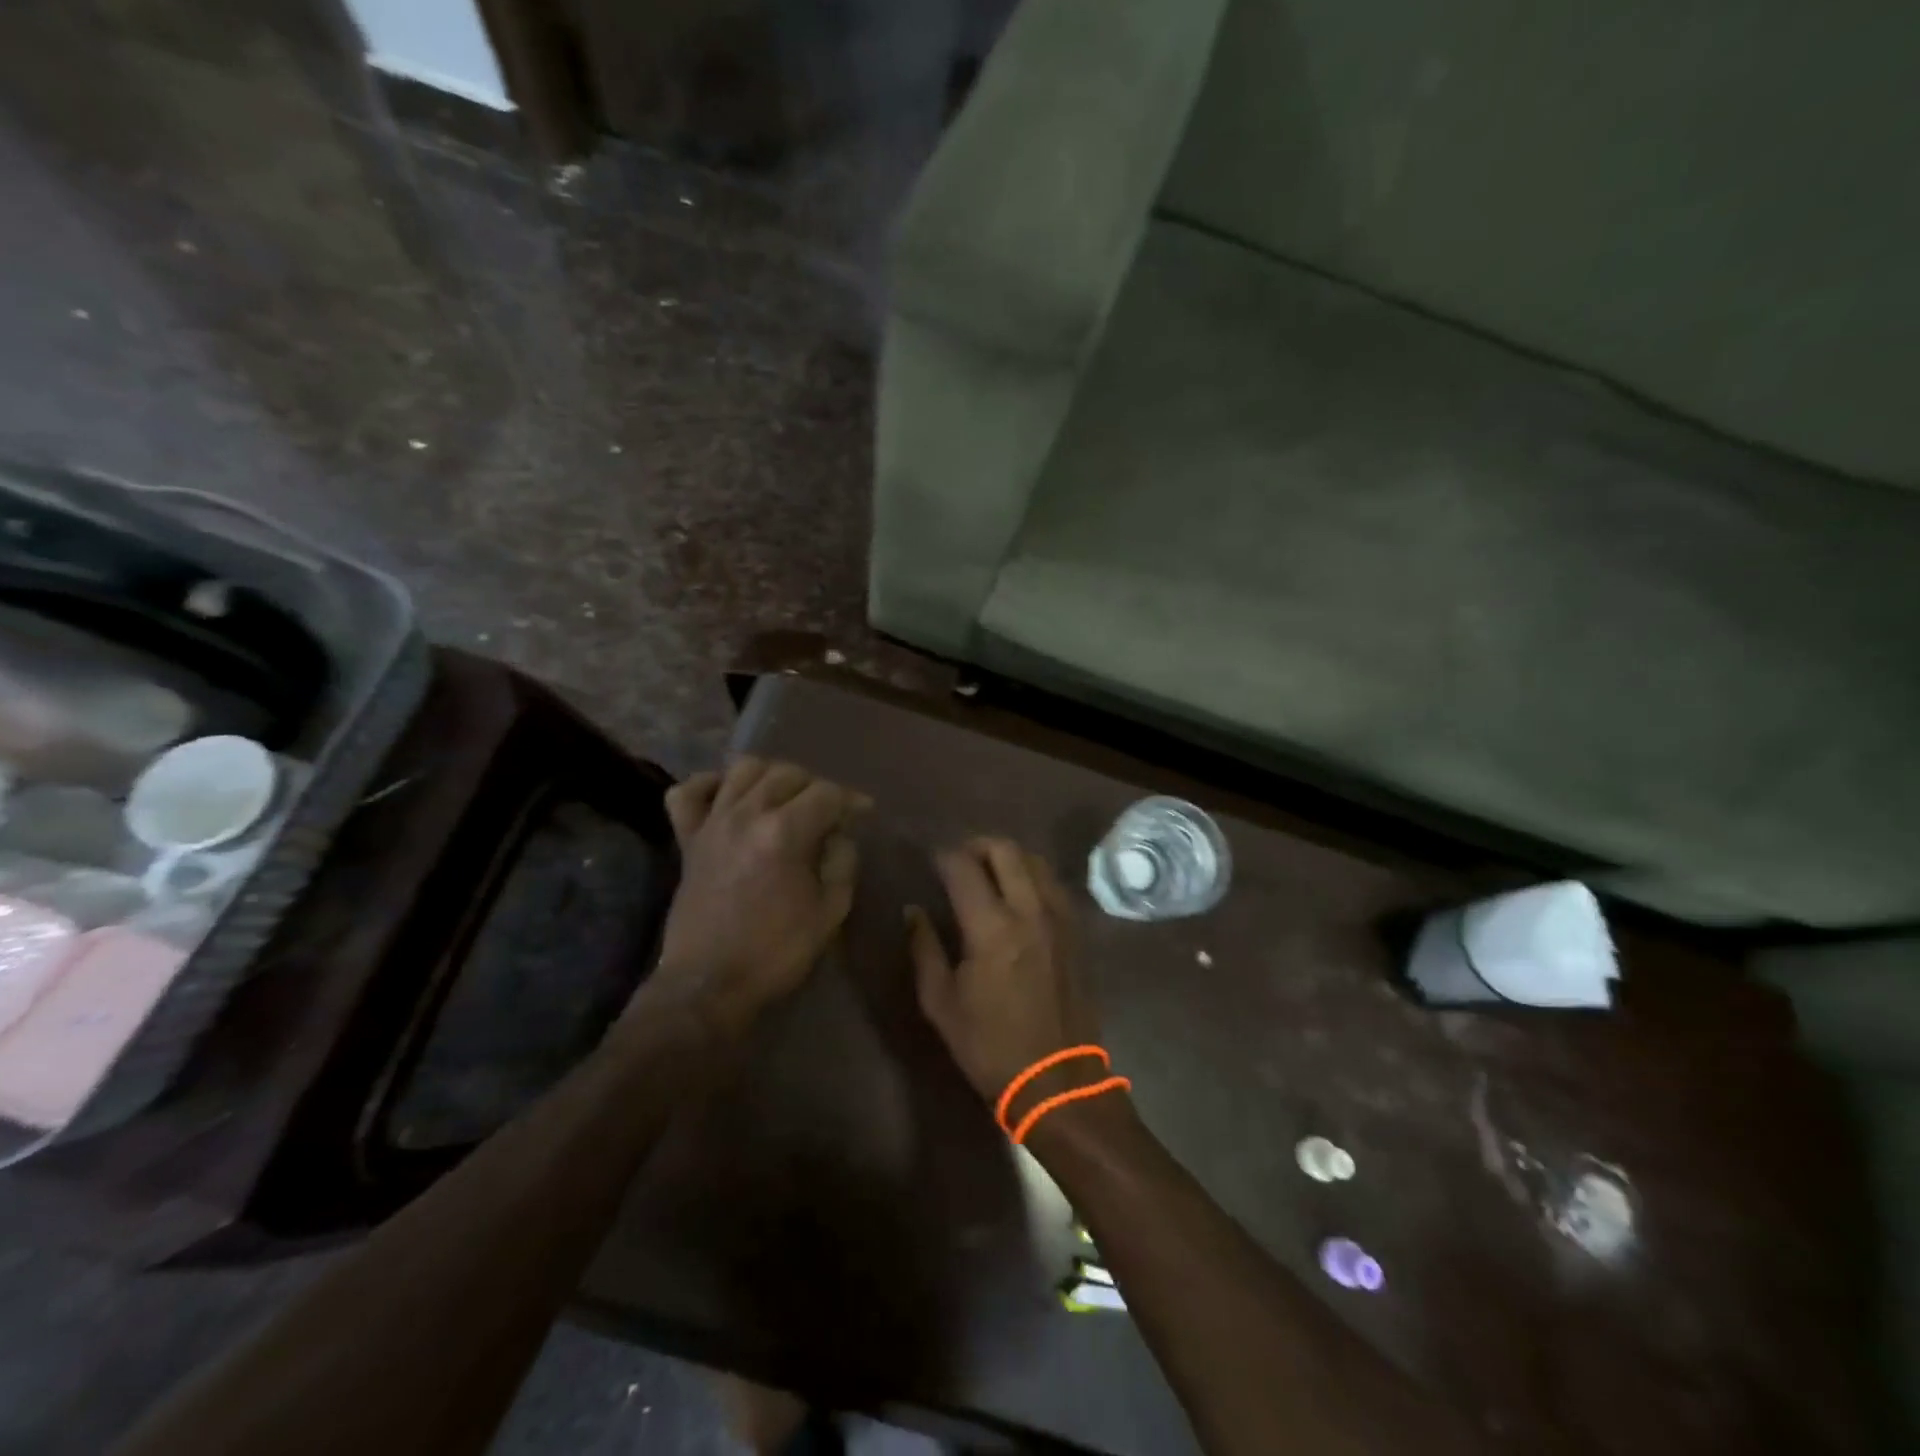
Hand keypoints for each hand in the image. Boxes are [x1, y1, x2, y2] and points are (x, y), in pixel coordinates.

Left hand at [646, 758, 868, 1037]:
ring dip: (770, 776)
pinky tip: (727, 796)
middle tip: (827, 811)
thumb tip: (839, 834)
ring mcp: (712, 823)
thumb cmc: (776, 952)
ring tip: (783, 797)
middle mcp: (746, 815)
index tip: (863, 812)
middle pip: (787, 773)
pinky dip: (709, 785)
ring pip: (742, 770)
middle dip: (815, 786)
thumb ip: (842, 862)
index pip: (826, 793)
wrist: (709, 985)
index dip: (851, 799)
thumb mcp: (830, 912)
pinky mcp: (687, 839)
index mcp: (785, 833)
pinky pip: (688, 792)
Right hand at [908, 839, 1100, 1105]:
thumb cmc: (990, 1046)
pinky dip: (1032, 876)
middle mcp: (1029, 911)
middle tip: (959, 861)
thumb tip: (913, 910)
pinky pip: (1054, 884)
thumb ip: (924, 948)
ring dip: (1008, 857)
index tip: (931, 860)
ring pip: (1035, 860)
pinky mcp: (1076, 930)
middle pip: (1005, 849)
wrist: (1057, 1079)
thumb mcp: (941, 1003)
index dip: (943, 856)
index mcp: (991, 928)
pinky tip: (1018, 895)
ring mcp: (1059, 918)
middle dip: (976, 845)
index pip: (963, 868)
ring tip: (988, 874)